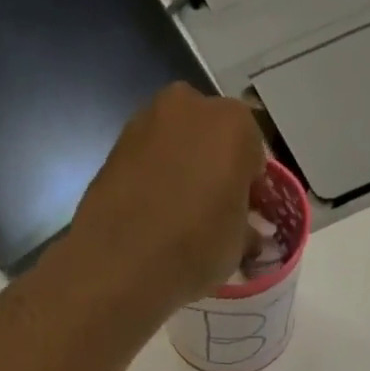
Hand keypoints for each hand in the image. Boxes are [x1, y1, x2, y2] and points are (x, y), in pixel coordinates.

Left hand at [64, 83, 265, 315]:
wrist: (119, 264)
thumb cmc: (193, 250)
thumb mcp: (237, 248)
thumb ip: (246, 229)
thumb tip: (247, 232)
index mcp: (235, 124)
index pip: (254, 155)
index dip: (250, 189)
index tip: (244, 217)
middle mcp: (191, 106)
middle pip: (213, 139)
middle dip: (215, 170)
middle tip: (211, 213)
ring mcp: (146, 120)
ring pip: (177, 146)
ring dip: (182, 171)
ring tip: (177, 217)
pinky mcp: (114, 144)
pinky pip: (147, 161)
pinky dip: (153, 180)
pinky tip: (150, 215)